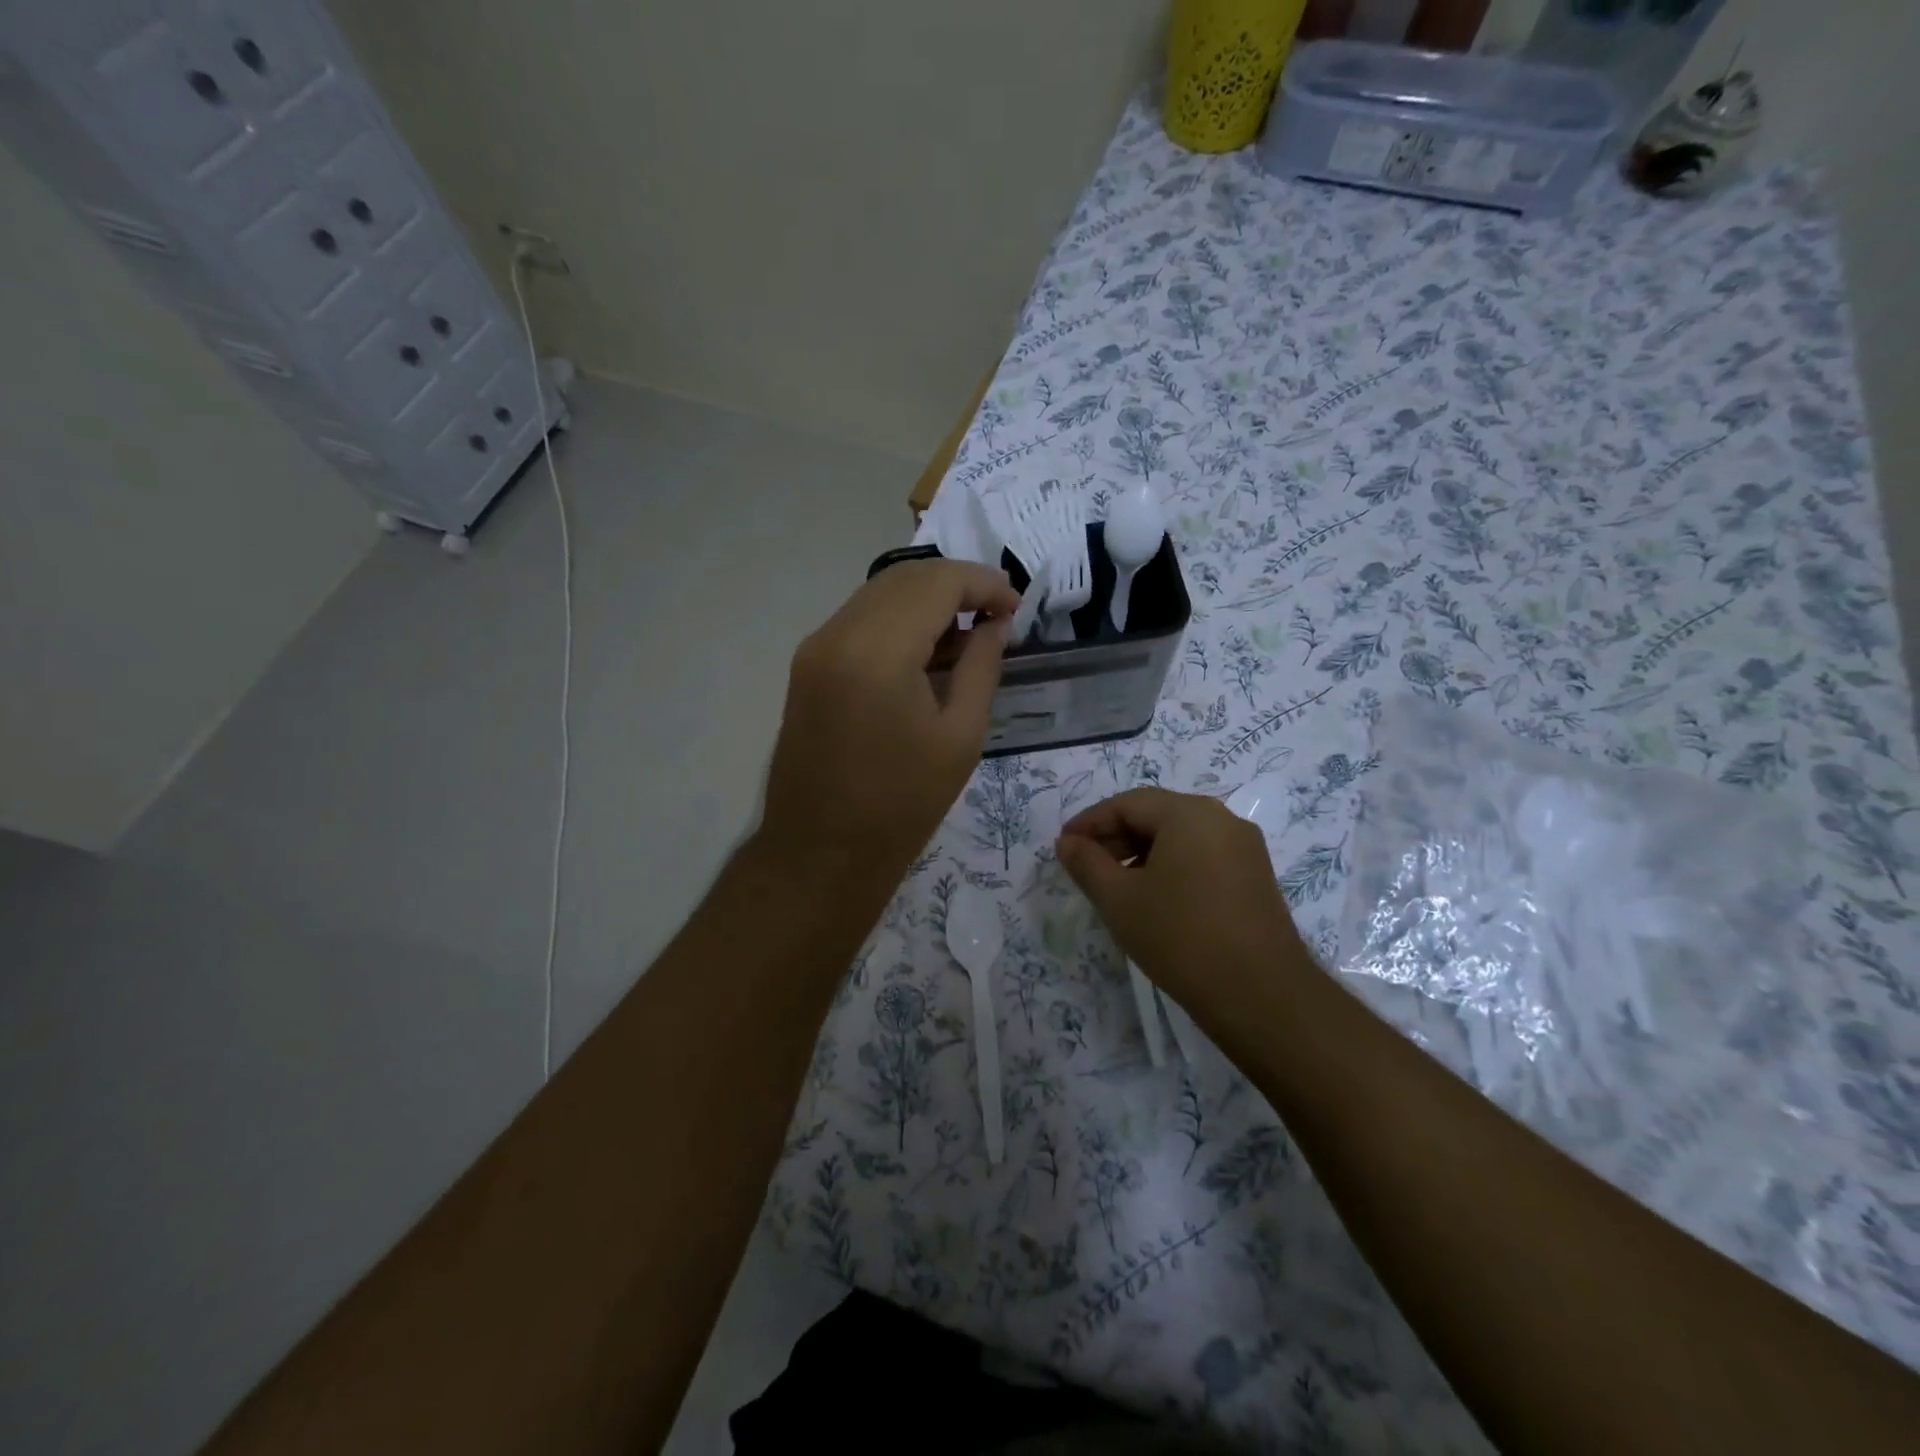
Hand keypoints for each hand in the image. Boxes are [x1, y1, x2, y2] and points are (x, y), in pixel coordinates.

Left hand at [759, 558, 1019, 886]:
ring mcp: (815, 647)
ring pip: (879, 593)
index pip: (938, 582)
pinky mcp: (807, 665)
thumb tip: (996, 623)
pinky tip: (926, 650)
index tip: (1016, 606)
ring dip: (926, 599)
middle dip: (957, 585)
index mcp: (878, 651)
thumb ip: (982, 665)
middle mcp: (838, 633)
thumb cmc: (902, 805)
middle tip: (997, 616)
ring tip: (967, 633)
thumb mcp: (961, 736)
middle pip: (905, 577)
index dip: (984, 583)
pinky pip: (859, 620)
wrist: (821, 854)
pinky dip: (897, 619)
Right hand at [1056, 788, 1311, 1011]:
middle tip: (1084, 867)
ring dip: (1141, 853)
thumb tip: (1067, 842)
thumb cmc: (1180, 936)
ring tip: (1114, 886)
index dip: (1090, 823)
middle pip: (1156, 815)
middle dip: (1115, 837)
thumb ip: (1087, 864)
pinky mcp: (1255, 877)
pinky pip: (1202, 856)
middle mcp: (1222, 819)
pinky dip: (1170, 867)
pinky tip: (1153, 898)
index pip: (1127, 803)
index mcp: (1189, 813)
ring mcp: (1244, 848)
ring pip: (1179, 837)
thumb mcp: (1119, 900)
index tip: (1063, 847)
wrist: (1262, 995)